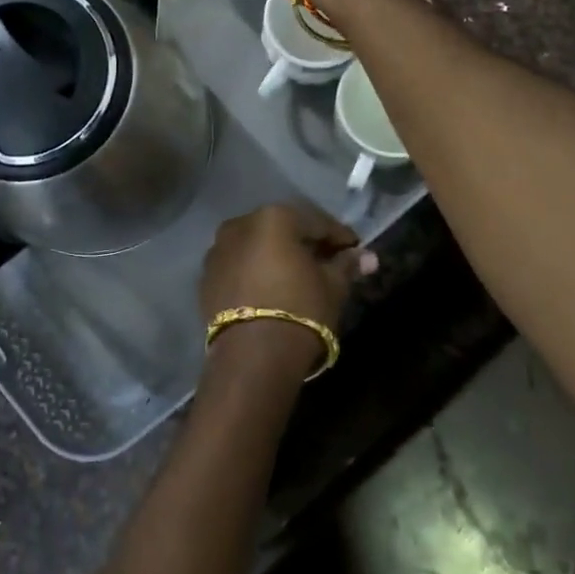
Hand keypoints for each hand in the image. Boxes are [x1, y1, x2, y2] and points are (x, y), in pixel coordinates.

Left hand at [199, 205, 377, 377]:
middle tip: (328, 262)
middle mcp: (241, 224)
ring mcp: (218, 249)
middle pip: (283, 229)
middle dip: (305, 243)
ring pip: (257, 246)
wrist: (251, 355)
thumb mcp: (332, 287)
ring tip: (299, 277)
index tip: (355, 250)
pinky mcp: (206, 276)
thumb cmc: (300, 311)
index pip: (316, 222)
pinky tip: (271, 289)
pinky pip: (239, 265)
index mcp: (274, 217)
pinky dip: (256, 271)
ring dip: (277, 256)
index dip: (339, 236)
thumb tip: (368, 256)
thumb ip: (347, 266)